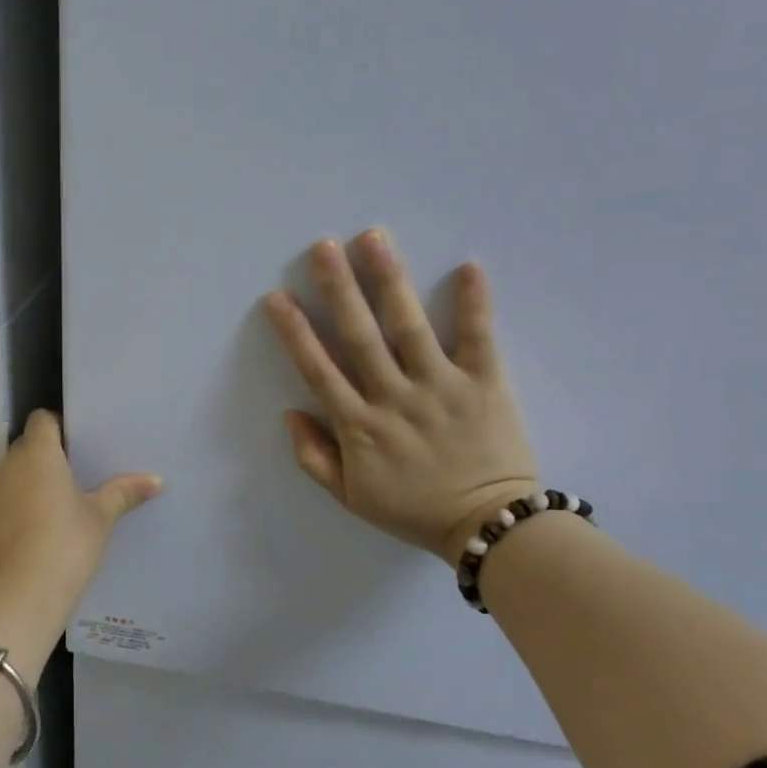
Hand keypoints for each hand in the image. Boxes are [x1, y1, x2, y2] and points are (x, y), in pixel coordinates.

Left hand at [0, 410, 162, 611]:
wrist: (19, 598)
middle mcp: (7, 467)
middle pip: (25, 448)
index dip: (58, 426)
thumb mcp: (100, 518)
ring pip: (10, 477)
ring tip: (55, 509)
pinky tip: (33, 535)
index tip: (77, 444)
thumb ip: (124, 493)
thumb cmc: (66, 545)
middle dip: (46, 458)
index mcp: (38, 454)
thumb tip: (156, 480)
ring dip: (28, 484)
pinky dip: (13, 510)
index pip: (42, 420)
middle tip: (74, 477)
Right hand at [264, 231, 538, 560]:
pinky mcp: (485, 384)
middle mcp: (395, 398)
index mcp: (359, 426)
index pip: (319, 370)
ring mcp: (440, 387)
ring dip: (390, 281)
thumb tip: (291, 412)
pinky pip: (479, 338)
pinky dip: (475, 304)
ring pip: (409, 327)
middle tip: (322, 247)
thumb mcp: (351, 497)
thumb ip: (315, 456)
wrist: (490, 527)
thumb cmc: (414, 511)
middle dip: (338, 289)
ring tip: (374, 239)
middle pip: (360, 336)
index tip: (277, 297)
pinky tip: (468, 266)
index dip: (295, 333)